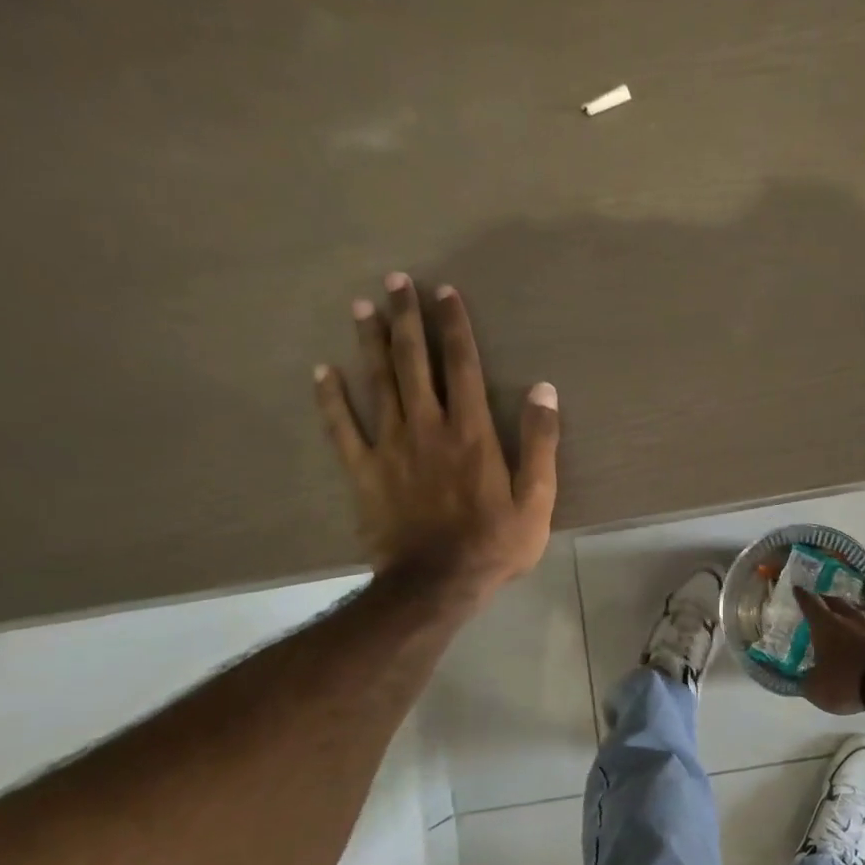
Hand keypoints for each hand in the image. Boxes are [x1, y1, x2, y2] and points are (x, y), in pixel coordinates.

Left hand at [314, 273, 558, 598]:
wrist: (437, 583)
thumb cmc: (495, 543)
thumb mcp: (537, 498)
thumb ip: (540, 442)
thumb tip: (544, 389)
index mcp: (472, 433)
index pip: (462, 366)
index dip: (454, 327)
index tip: (444, 293)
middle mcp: (428, 428)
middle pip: (414, 363)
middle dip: (406, 319)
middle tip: (395, 281)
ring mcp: (390, 448)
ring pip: (377, 384)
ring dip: (370, 343)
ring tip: (362, 307)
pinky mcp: (363, 472)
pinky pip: (342, 428)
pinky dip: (330, 399)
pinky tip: (321, 371)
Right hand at [795, 589, 864, 715]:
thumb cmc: (849, 684)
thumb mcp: (818, 691)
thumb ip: (808, 682)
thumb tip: (804, 680)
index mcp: (828, 626)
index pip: (811, 604)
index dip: (803, 596)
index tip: (798, 588)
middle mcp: (854, 617)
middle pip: (839, 602)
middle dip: (829, 602)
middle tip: (825, 604)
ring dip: (859, 615)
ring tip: (856, 620)